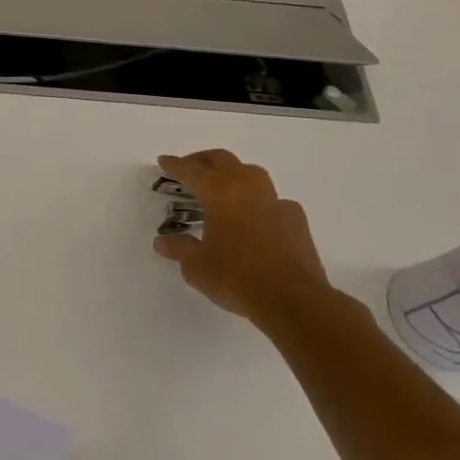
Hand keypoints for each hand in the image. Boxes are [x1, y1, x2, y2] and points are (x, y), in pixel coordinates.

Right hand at [151, 150, 331, 322]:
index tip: (164, 161)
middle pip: (224, 161)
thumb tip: (163, 242)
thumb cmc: (235, 277)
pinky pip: (274, 200)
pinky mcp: (297, 221)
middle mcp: (249, 190)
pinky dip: (259, 200)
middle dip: (203, 160)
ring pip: (252, 173)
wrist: (292, 299)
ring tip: (222, 186)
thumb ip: (179, 248)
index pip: (192, 171)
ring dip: (233, 173)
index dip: (175, 165)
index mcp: (220, 194)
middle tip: (190, 167)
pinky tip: (255, 216)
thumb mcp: (196, 266)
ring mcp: (276, 203)